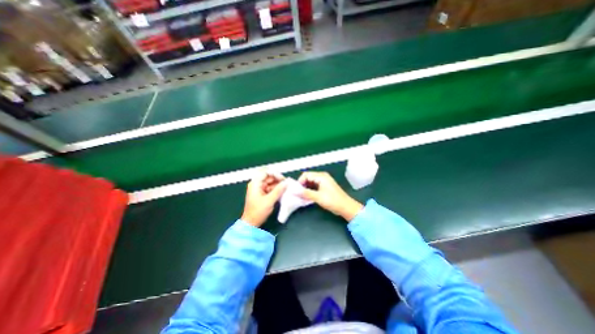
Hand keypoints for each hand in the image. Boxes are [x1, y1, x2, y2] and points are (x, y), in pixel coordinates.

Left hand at [242, 172, 287, 226]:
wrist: (251, 223)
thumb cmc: (257, 212)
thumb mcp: (269, 201)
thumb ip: (278, 191)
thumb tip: (286, 183)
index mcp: (255, 184)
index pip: (265, 172)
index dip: (275, 173)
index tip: (282, 179)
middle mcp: (257, 184)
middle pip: (269, 176)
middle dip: (278, 179)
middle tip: (286, 184)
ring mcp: (259, 189)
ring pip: (270, 182)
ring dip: (278, 184)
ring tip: (285, 188)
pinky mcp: (262, 193)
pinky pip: (270, 188)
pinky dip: (276, 189)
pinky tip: (282, 192)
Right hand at [298, 172, 362, 220]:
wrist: (346, 207)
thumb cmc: (333, 201)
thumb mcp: (318, 197)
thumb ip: (306, 193)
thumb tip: (295, 191)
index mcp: (321, 176)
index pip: (306, 175)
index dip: (300, 181)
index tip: (296, 190)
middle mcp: (322, 177)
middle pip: (308, 178)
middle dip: (302, 185)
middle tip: (298, 193)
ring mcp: (324, 182)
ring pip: (311, 183)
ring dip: (306, 188)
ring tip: (301, 196)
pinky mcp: (325, 187)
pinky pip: (314, 186)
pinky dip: (310, 190)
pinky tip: (307, 197)